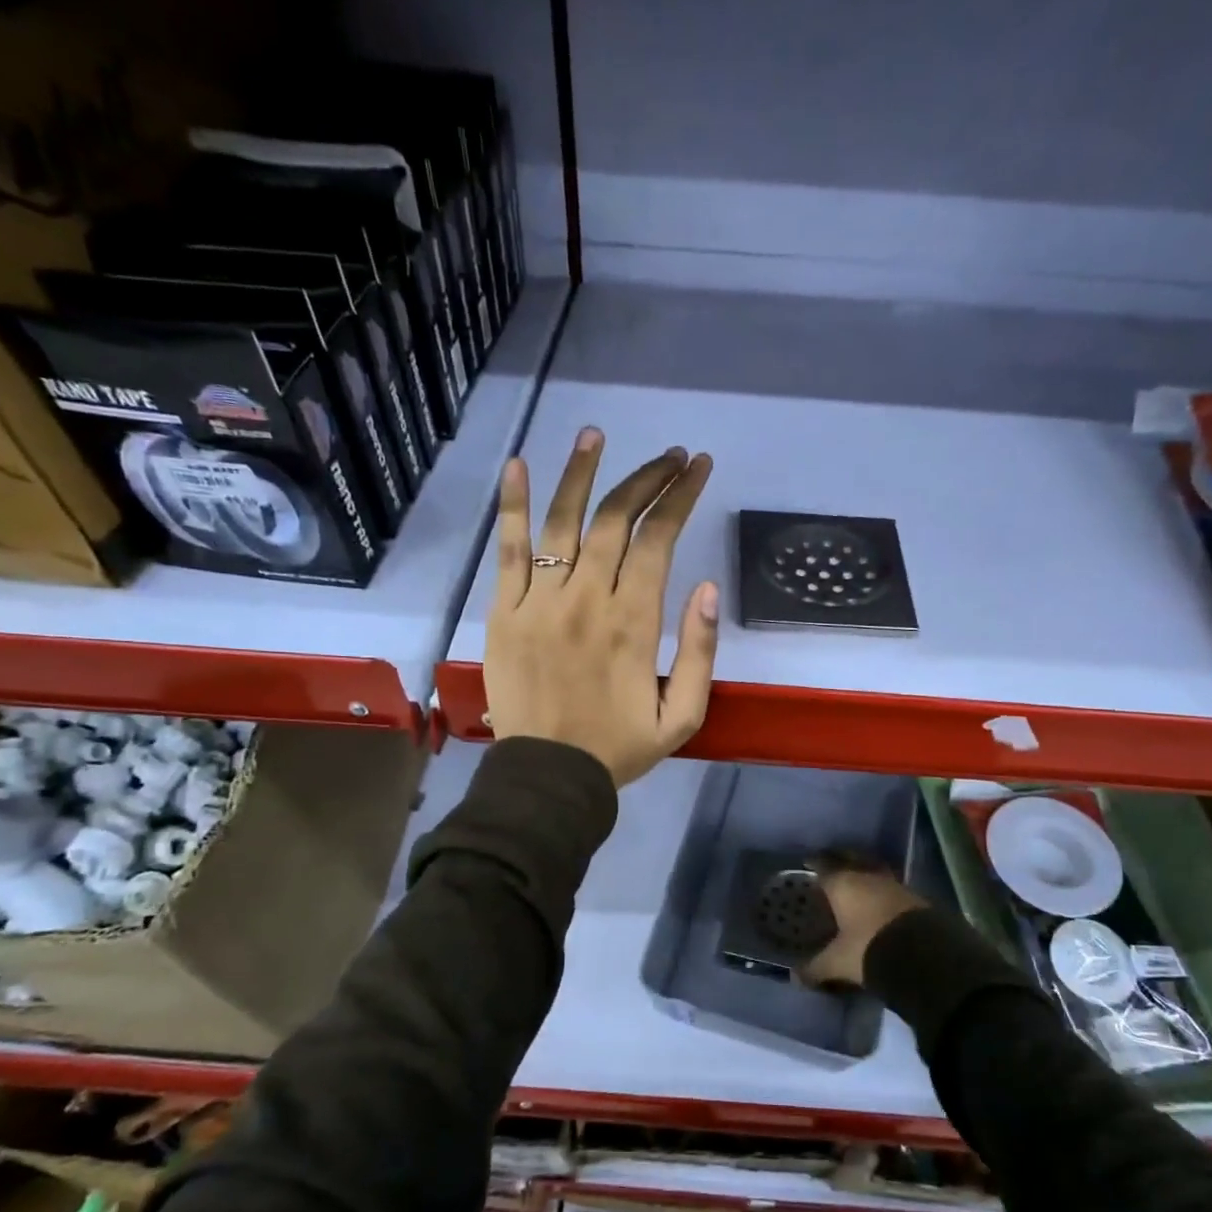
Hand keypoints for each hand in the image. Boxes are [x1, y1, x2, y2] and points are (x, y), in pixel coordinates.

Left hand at [485, 426, 717, 787]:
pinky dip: (514, 507)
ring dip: (581, 473)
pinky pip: (508, 550)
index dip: (680, 496)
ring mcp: (540, 601)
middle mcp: (587, 599)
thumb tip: (707, 588)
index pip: (659, 540)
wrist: (548, 776)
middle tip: (670, 455)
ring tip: (596, 435)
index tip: (698, 467)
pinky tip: (519, 466)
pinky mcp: (504, 611)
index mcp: (634, 623)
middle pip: (616, 520)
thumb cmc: (619, 748)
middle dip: (647, 478)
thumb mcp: (683, 716)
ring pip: (563, 522)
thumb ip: (700, 652)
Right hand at [801, 858, 925, 987]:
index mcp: (843, 884)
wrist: (924, 956)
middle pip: (851, 860)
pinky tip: (880, 904)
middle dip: (841, 860)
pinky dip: (883, 893)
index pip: (823, 866)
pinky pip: (892, 888)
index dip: (814, 864)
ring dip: (866, 875)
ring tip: (858, 885)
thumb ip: (816, 967)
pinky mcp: (916, 899)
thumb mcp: (838, 962)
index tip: (807, 864)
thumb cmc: (869, 949)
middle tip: (832, 867)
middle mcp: (868, 877)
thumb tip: (796, 977)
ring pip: (874, 871)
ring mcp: (895, 885)